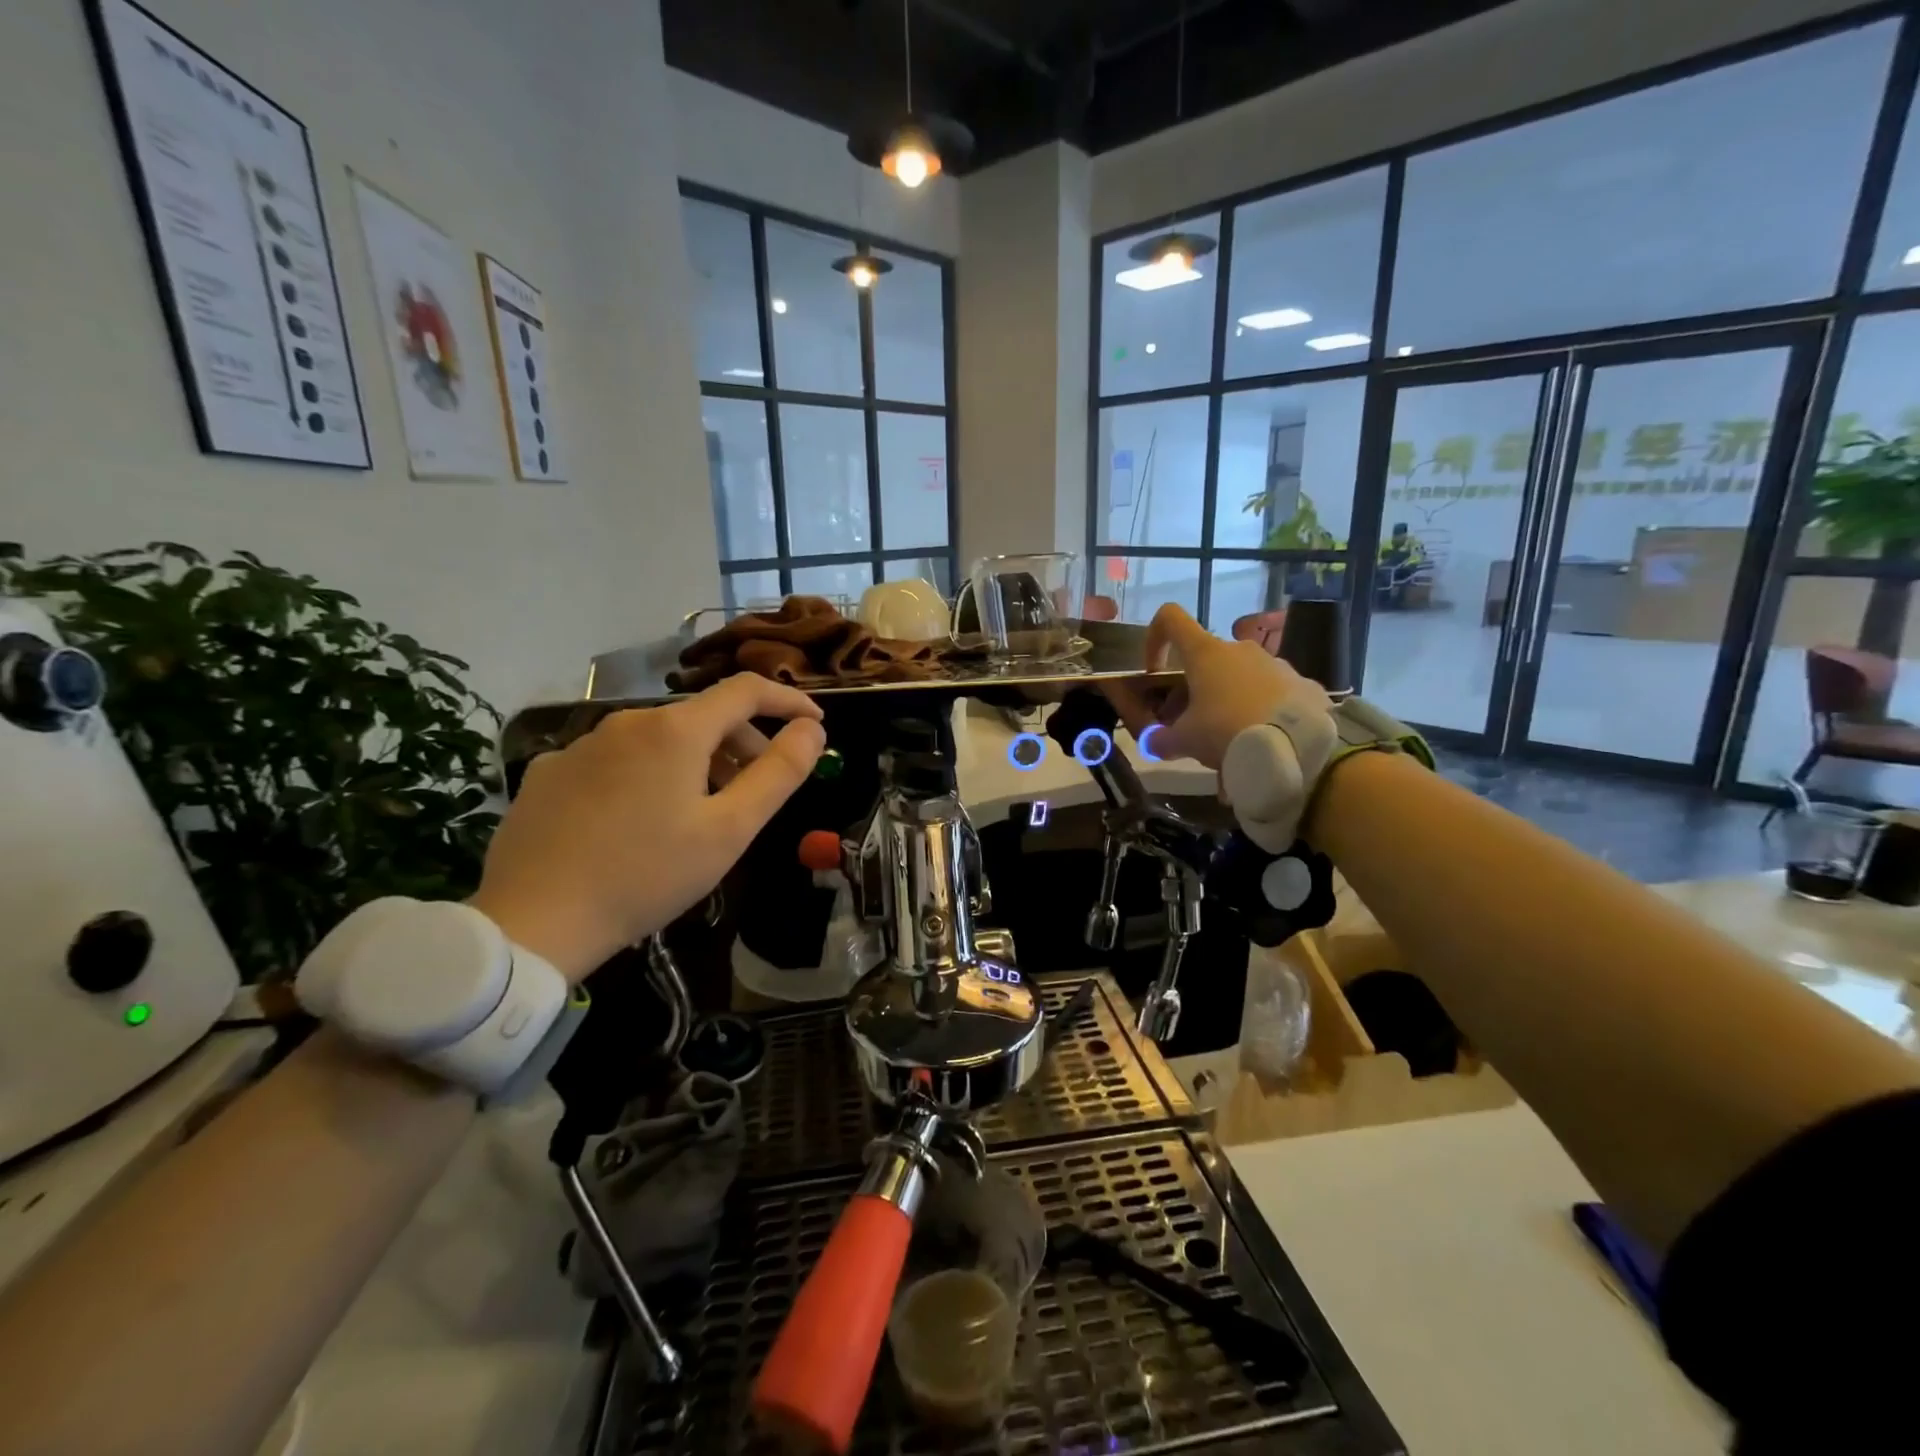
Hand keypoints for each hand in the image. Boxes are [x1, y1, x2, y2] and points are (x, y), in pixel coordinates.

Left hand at [470, 675, 824, 980]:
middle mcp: (627, 721)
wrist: (532, 922)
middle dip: (743, 743)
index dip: (788, 702)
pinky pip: (618, 760)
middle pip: (703, 716)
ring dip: (697, 761)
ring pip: (660, 739)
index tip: (814, 725)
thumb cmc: (647, 875)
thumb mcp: (730, 830)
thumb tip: (811, 729)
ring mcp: (582, 745)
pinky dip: (647, 775)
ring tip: (702, 813)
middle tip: (759, 789)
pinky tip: (640, 822)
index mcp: (675, 730)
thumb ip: (779, 772)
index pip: (746, 690)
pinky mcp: (550, 772)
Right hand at [1114, 604, 1326, 768]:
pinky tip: (1262, 740)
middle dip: (1194, 688)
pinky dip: (1261, 710)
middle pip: (1206, 660)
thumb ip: (1160, 739)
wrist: (1297, 748)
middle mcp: (1240, 649)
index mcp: (1206, 653)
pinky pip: (1272, 693)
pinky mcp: (1303, 684)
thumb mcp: (1184, 741)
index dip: (1155, 638)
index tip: (1155, 671)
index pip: (1171, 619)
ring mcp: (1276, 664)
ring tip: (1230, 738)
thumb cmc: (1227, 732)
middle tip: (1190, 725)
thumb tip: (1152, 742)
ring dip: (1228, 699)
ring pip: (1240, 676)